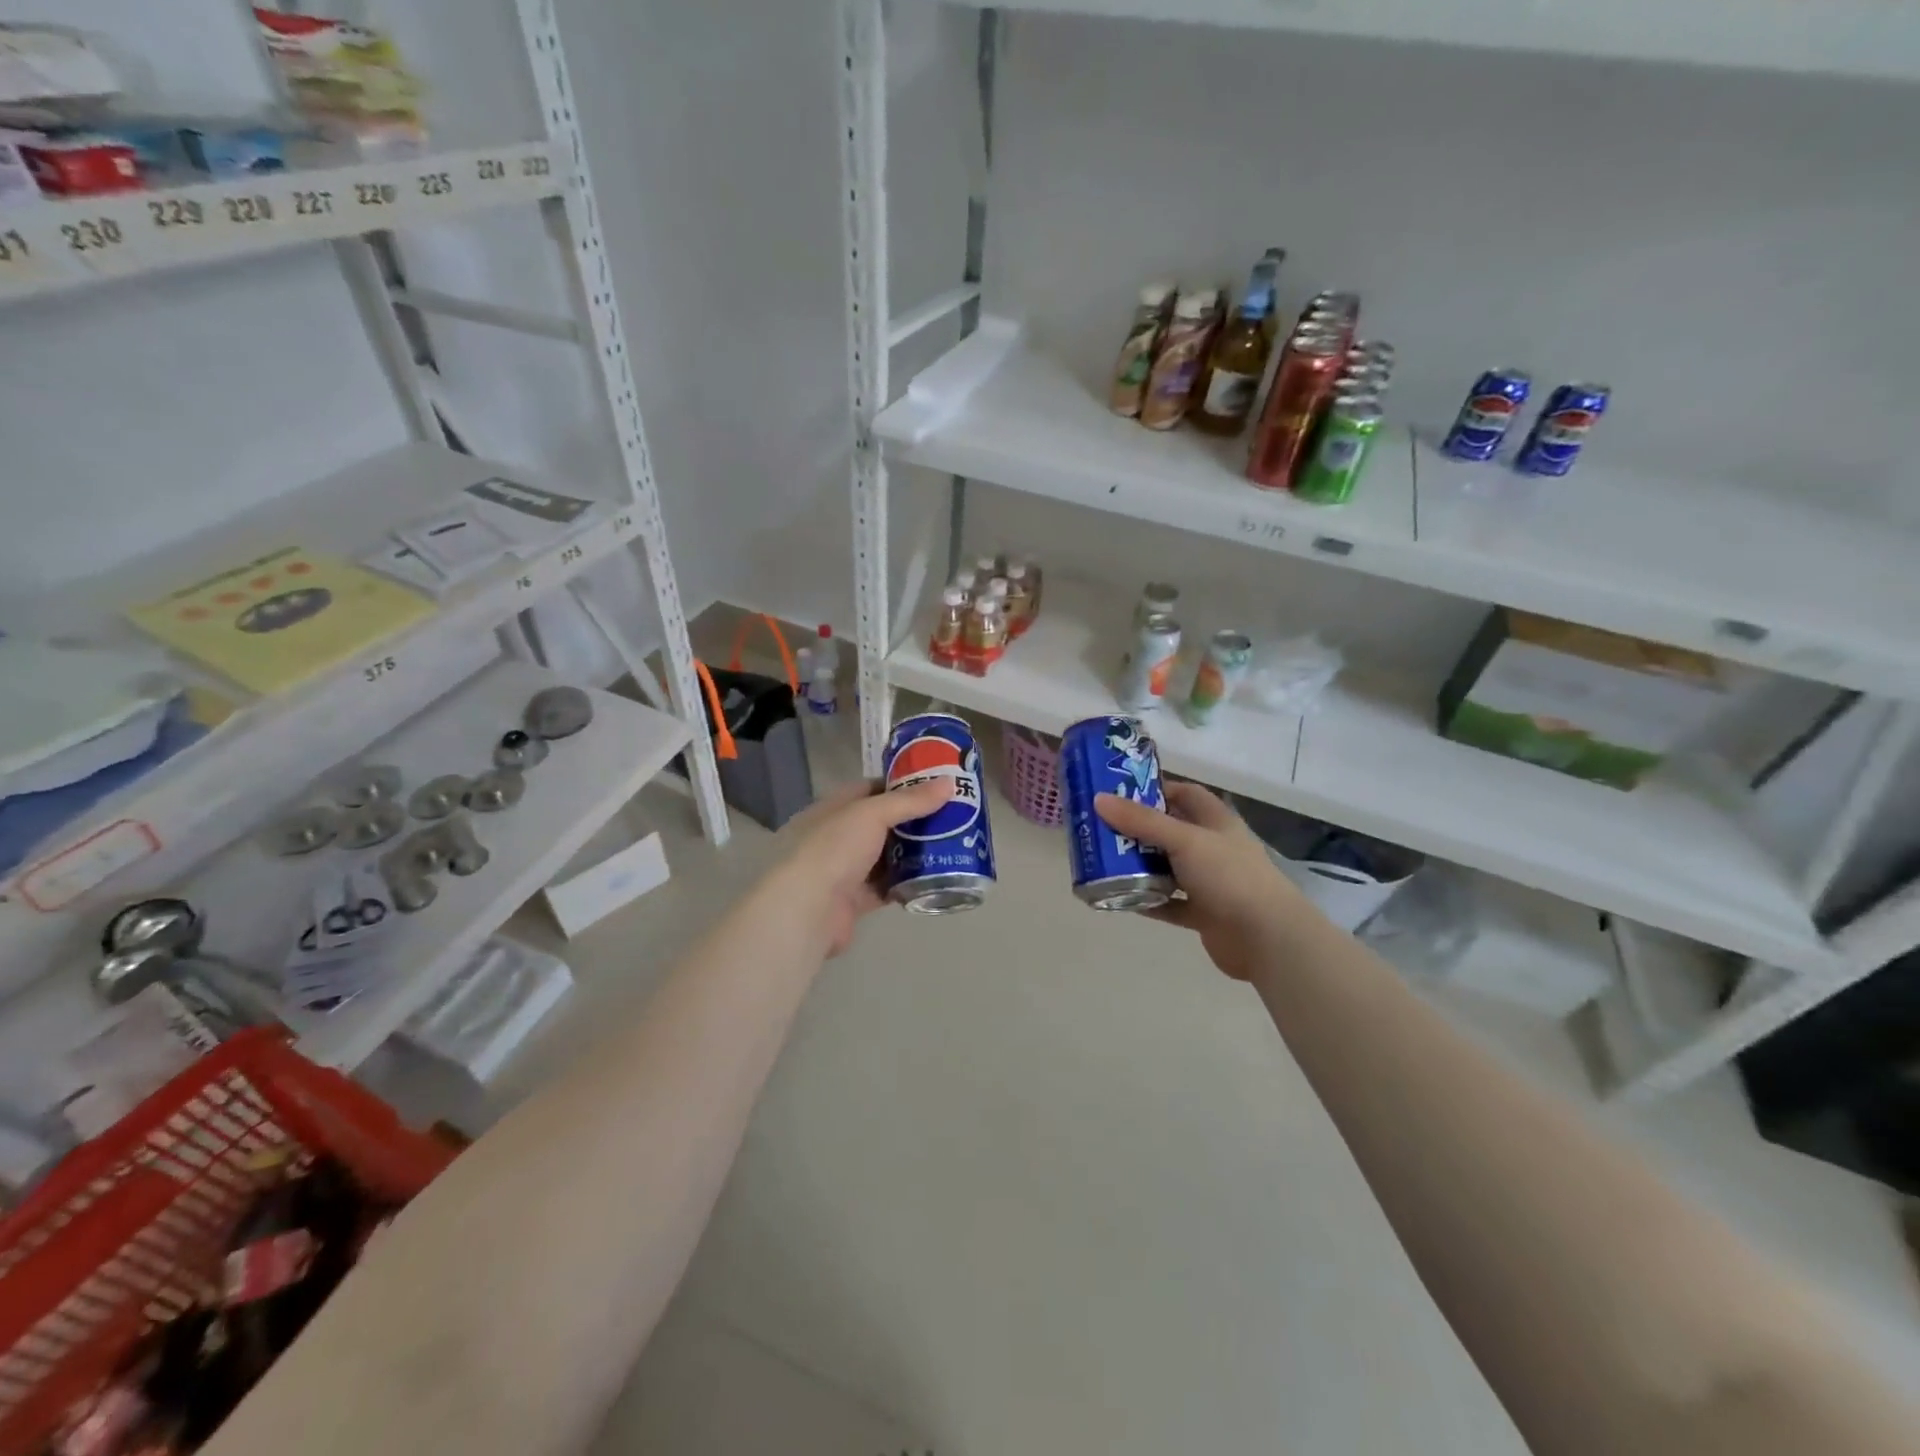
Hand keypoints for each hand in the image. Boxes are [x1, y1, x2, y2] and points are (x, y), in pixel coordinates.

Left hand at [760, 777, 954, 956]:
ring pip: (886, 856)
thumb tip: (950, 782)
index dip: (902, 785)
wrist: (808, 909)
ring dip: (913, 853)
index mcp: (834, 808)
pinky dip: (907, 883)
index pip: (871, 789)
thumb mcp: (873, 814)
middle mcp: (837, 836)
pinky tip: (934, 878)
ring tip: (951, 845)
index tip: (935, 785)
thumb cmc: (834, 849)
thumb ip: (910, 800)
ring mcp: (845, 869)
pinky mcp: (855, 900)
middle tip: (952, 816)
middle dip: (914, 821)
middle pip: (882, 824)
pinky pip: (887, 887)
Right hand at [1095, 781, 1312, 980]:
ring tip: (1102, 863)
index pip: (1185, 794)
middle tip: (1099, 829)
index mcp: (1215, 821)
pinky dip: (1148, 900)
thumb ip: (1142, 821)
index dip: (1155, 790)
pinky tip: (1120, 899)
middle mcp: (1213, 848)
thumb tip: (1098, 799)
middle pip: (1170, 831)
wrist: (1267, 938)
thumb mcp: (1184, 840)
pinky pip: (1169, 903)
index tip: (1119, 793)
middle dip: (1137, 831)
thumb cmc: (1229, 876)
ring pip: (1167, 868)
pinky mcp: (1204, 913)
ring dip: (1139, 867)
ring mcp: (1210, 882)